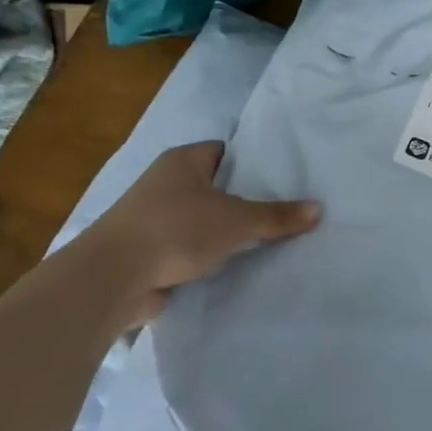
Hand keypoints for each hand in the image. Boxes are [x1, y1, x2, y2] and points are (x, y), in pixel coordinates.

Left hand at [70, 141, 320, 327]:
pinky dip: (208, 255)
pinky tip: (237, 265)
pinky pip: (189, 246)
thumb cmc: (176, 230)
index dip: (254, 163)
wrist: (112, 278)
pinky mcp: (148, 250)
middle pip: (217, 186)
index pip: (226, 151)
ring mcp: (153, 217)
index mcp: (183, 161)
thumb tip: (319, 209)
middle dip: (245, 199)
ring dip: (226, 231)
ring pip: (203, 219)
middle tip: (285, 209)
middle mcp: (165, 182)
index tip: (284, 177)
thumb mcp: (238, 221)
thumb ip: (278, 216)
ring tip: (269, 239)